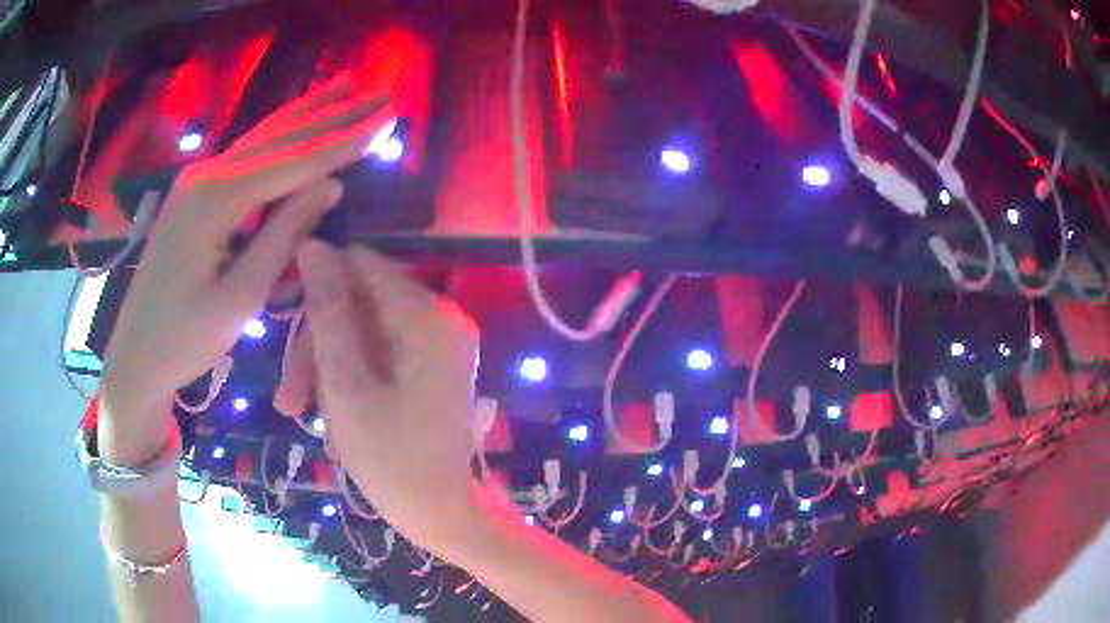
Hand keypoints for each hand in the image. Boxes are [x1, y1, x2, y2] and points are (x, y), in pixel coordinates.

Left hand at [101, 74, 392, 416]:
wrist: (136, 353)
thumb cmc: (185, 338)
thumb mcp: (240, 299)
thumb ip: (283, 237)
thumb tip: (332, 186)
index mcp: (217, 199)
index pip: (294, 162)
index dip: (344, 142)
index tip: (388, 119)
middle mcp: (206, 174)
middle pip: (280, 135)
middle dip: (333, 113)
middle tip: (379, 94)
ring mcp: (196, 179)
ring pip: (261, 135)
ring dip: (307, 110)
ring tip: (346, 83)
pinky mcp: (193, 192)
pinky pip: (245, 152)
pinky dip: (278, 132)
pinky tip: (295, 117)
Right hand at [293, 242, 481, 548]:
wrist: (442, 516)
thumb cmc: (390, 460)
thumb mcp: (345, 384)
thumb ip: (328, 311)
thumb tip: (314, 246)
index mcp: (425, 315)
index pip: (359, 264)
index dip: (316, 283)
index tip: (283, 317)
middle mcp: (440, 319)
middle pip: (358, 305)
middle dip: (316, 347)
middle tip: (288, 400)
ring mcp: (439, 345)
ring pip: (363, 335)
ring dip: (328, 373)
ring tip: (306, 421)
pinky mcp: (432, 368)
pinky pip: (380, 358)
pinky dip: (352, 384)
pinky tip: (336, 427)